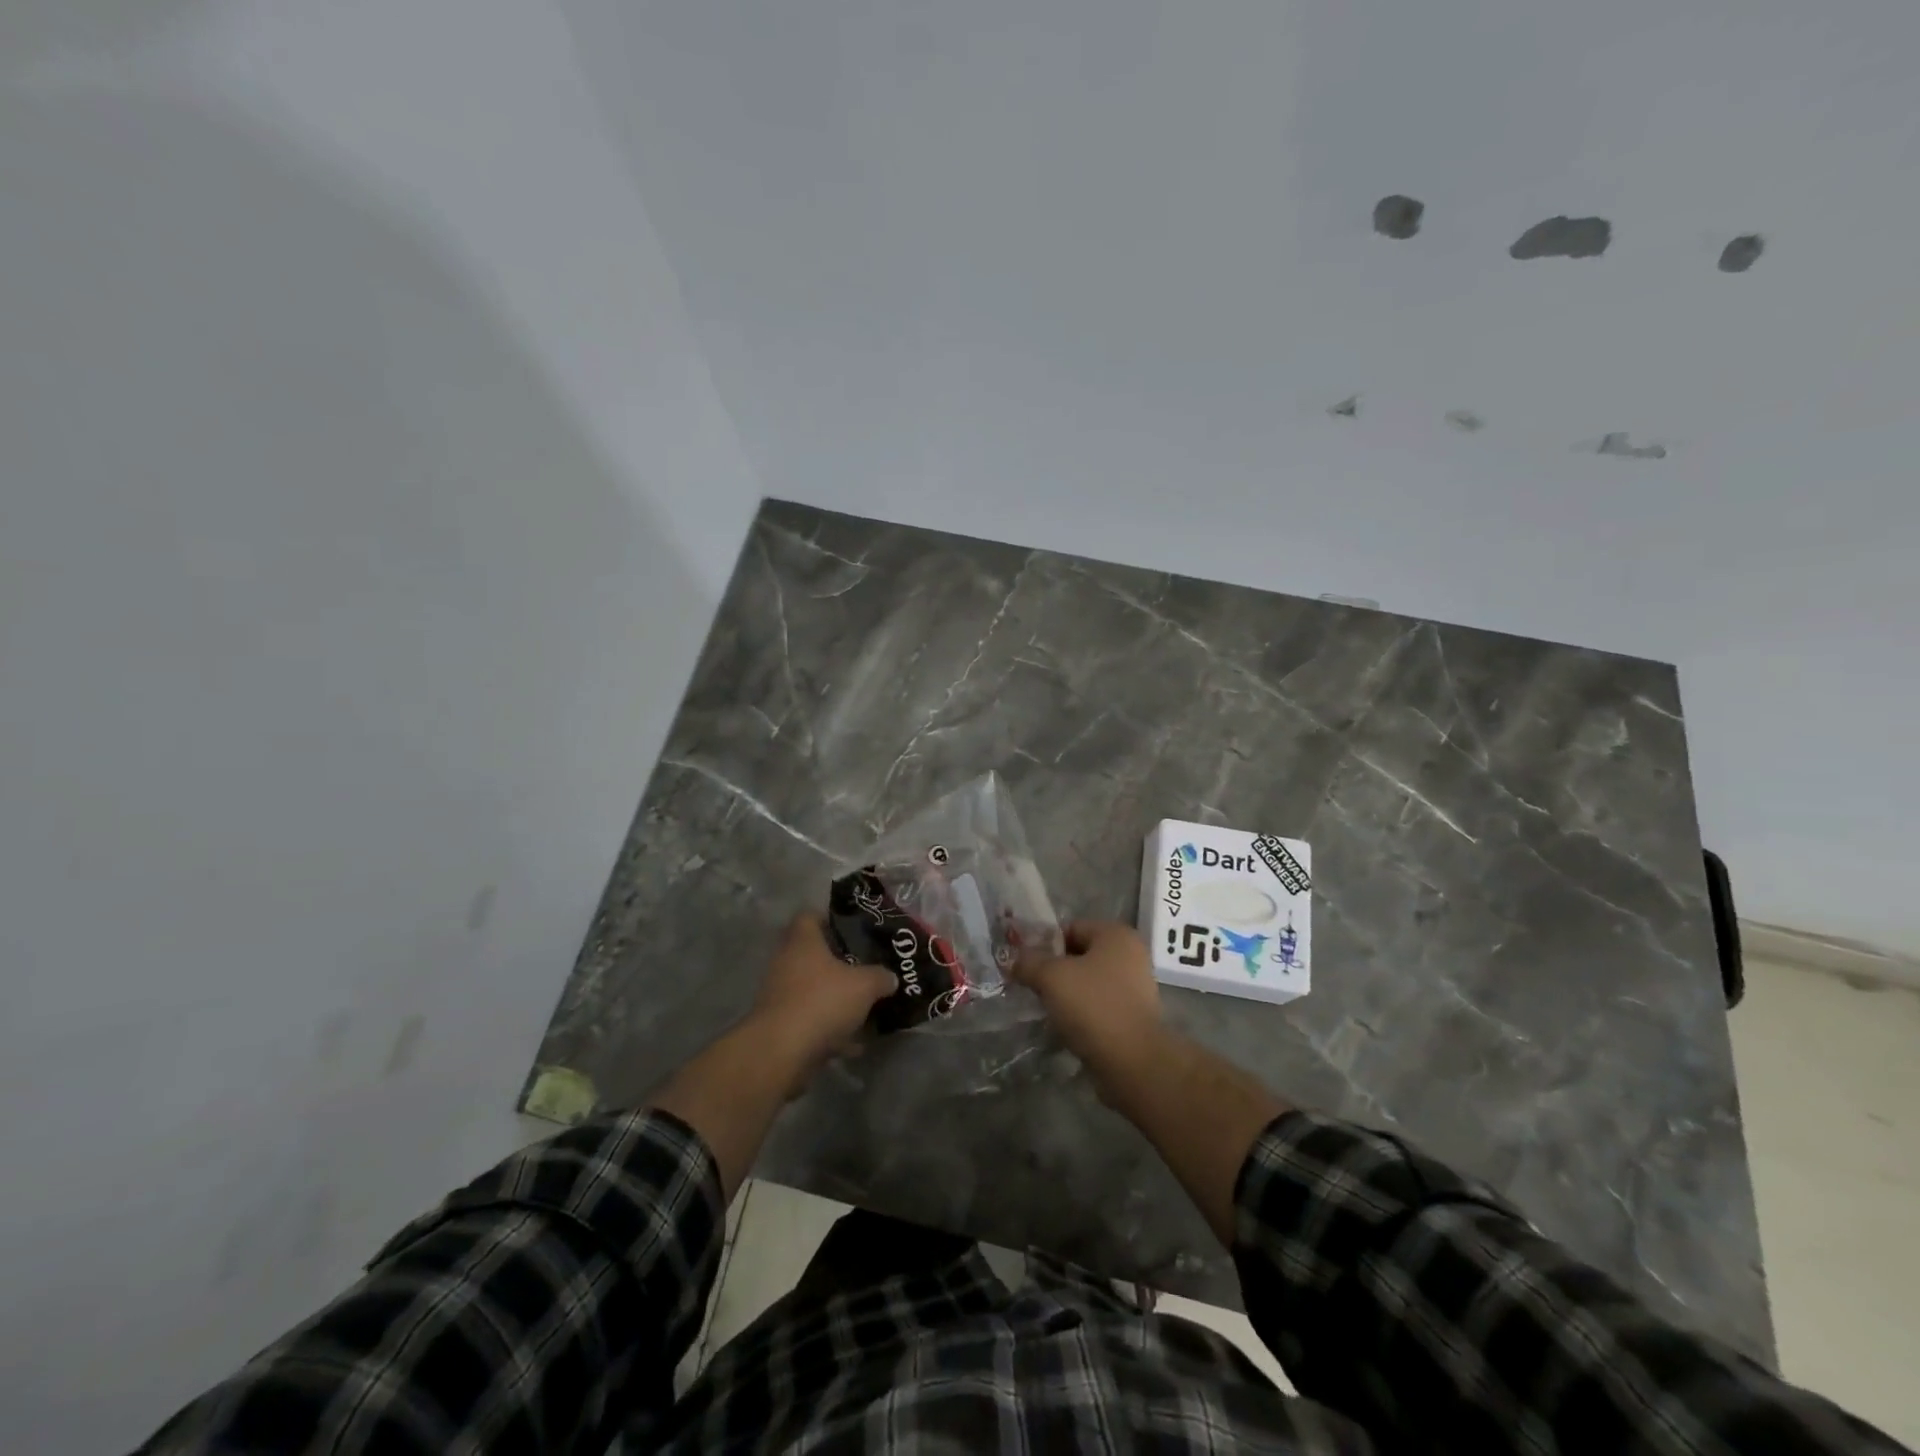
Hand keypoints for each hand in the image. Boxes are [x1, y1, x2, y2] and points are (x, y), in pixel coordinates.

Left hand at [747, 913, 896, 1089]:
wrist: (781, 1052)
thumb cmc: (822, 1001)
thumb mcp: (864, 985)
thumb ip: (880, 977)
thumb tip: (890, 977)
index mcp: (803, 942)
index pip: (810, 916)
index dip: (832, 920)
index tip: (855, 931)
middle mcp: (787, 962)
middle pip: (815, 955)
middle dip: (841, 964)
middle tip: (867, 969)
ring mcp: (781, 995)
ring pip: (814, 989)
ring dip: (836, 999)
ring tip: (866, 1008)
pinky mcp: (781, 1025)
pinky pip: (811, 1020)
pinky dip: (830, 1029)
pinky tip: (854, 1043)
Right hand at [1012, 920, 1168, 1100]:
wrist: (1133, 1063)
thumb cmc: (1093, 1007)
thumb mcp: (1051, 977)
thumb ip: (1028, 962)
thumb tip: (1011, 959)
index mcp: (1116, 935)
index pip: (1070, 928)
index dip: (1043, 943)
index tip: (1023, 963)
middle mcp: (1130, 955)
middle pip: (1079, 954)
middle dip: (1053, 969)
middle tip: (1030, 985)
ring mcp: (1135, 987)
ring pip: (1088, 982)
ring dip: (1065, 992)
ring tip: (1044, 1007)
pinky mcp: (1133, 1016)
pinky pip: (1098, 1005)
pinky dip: (1080, 1012)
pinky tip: (1063, 1025)